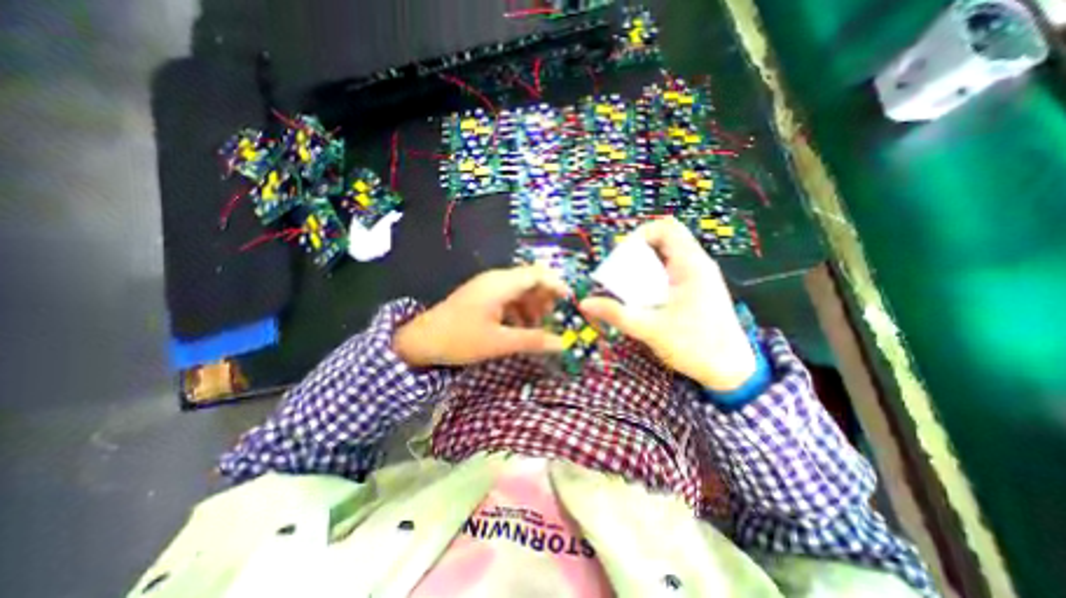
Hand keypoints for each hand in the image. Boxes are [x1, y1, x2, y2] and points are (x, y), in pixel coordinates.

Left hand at [393, 265, 573, 366]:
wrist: (421, 341)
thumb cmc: (460, 339)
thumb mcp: (499, 343)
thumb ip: (533, 341)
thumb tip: (562, 343)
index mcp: (500, 284)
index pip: (537, 274)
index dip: (557, 284)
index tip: (571, 301)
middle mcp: (496, 280)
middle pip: (530, 280)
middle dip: (546, 298)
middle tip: (556, 318)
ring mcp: (488, 287)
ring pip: (520, 290)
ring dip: (533, 306)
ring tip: (540, 326)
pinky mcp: (483, 296)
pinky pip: (509, 298)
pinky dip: (520, 310)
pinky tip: (522, 327)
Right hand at [581, 218, 757, 388]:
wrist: (731, 371)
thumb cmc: (694, 346)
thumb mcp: (650, 329)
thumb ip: (616, 314)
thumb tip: (585, 303)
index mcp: (691, 265)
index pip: (666, 228)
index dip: (639, 235)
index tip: (622, 257)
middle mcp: (697, 265)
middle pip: (663, 241)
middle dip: (636, 254)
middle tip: (620, 274)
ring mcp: (699, 277)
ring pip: (666, 257)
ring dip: (644, 267)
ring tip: (628, 288)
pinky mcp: (697, 290)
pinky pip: (670, 272)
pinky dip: (653, 278)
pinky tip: (644, 299)